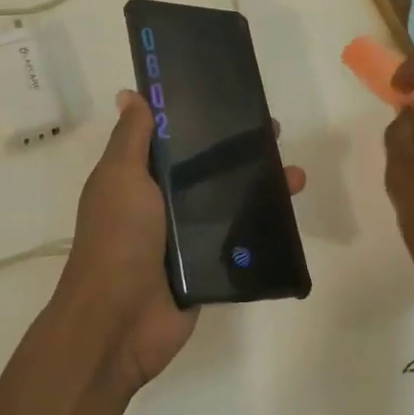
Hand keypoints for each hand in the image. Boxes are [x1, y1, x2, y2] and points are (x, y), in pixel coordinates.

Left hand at [56, 90, 305, 394]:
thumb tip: (131, 94)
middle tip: (274, 134)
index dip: (200, 119)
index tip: (231, 100)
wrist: (119, 320)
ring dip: (262, 185)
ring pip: (229, 201)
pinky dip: (263, 226)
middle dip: (240, 150)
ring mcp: (186, 237)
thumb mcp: (120, 177)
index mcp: (138, 178)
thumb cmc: (118, 238)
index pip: (173, 140)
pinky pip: (238, 239)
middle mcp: (162, 203)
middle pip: (207, 168)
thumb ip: (132, 138)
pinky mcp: (207, 266)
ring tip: (295, 176)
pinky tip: (290, 212)